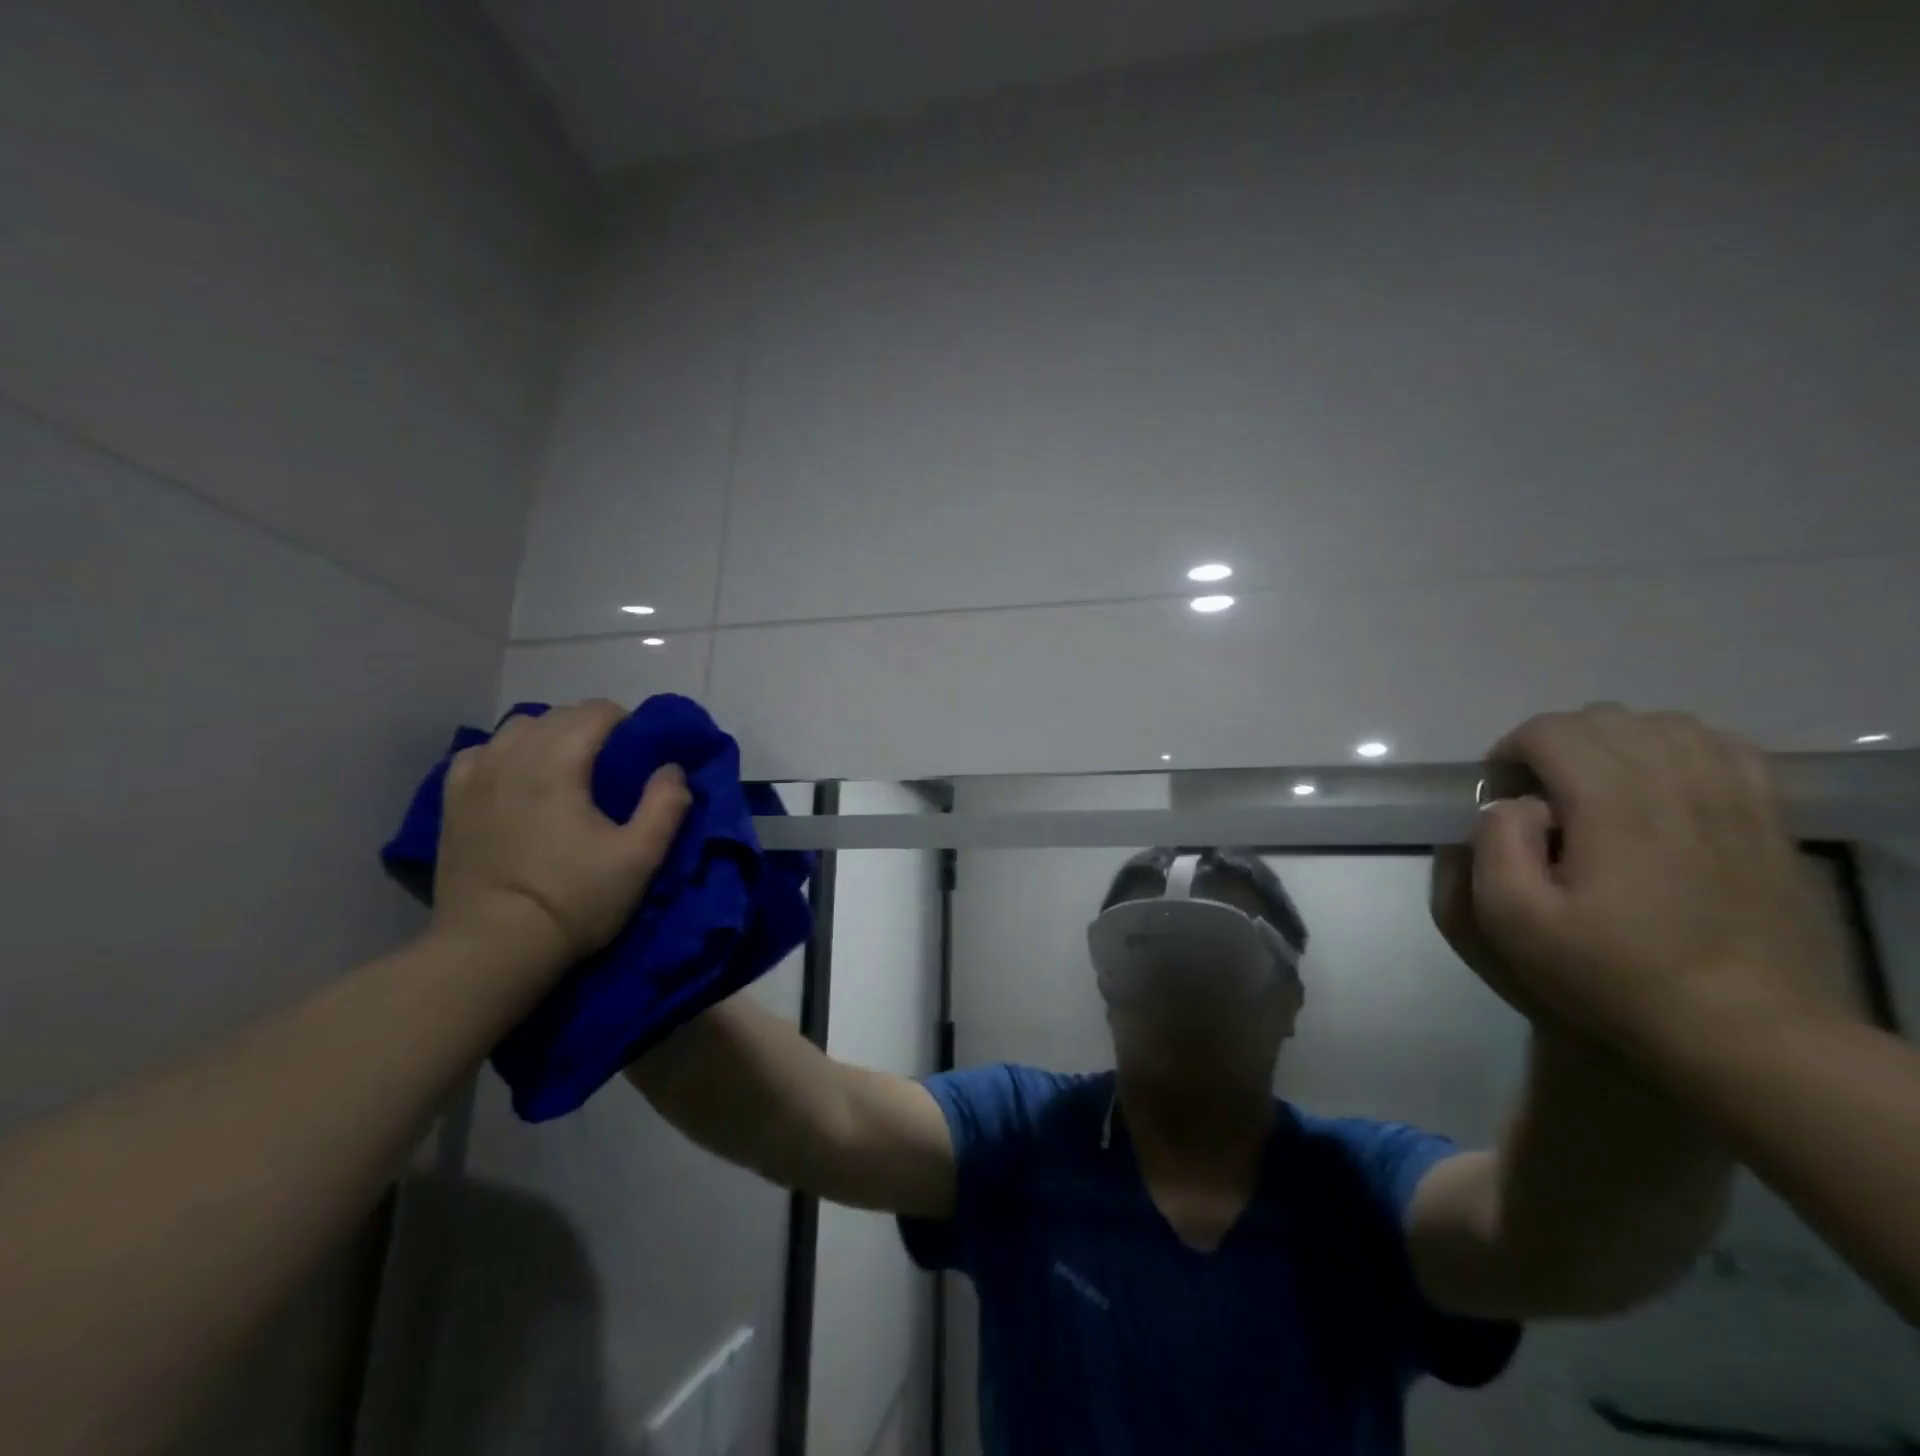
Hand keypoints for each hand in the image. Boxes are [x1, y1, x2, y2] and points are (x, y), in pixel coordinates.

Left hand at [430, 700, 691, 978]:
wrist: (492, 950)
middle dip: (591, 727)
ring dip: (548, 736)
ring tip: (566, 769)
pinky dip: (505, 754)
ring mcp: (474, 778)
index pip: (596, 711)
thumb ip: (666, 805)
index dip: (627, 724)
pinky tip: (516, 779)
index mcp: (558, 764)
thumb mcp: (640, 858)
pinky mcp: (452, 802)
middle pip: (557, 714)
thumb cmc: (573, 901)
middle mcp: (512, 757)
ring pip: (516, 728)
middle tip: (613, 766)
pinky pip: (480, 754)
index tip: (641, 756)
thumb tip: (672, 768)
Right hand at [1451, 705, 1851, 1047]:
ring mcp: (1735, 798)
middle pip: (1604, 718)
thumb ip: (1496, 845)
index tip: (1500, 796)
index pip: (1550, 731)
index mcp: (1614, 806)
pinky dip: (1678, 750)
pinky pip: (1723, 747)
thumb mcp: (1514, 922)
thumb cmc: (1614, 976)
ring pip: (1664, 724)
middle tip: (1540, 797)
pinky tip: (1662, 788)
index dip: (1510, 751)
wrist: (1750, 1032)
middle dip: (1555, 744)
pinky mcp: (1770, 819)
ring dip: (1614, 743)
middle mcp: (1678, 784)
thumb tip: (1517, 804)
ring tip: (1596, 791)